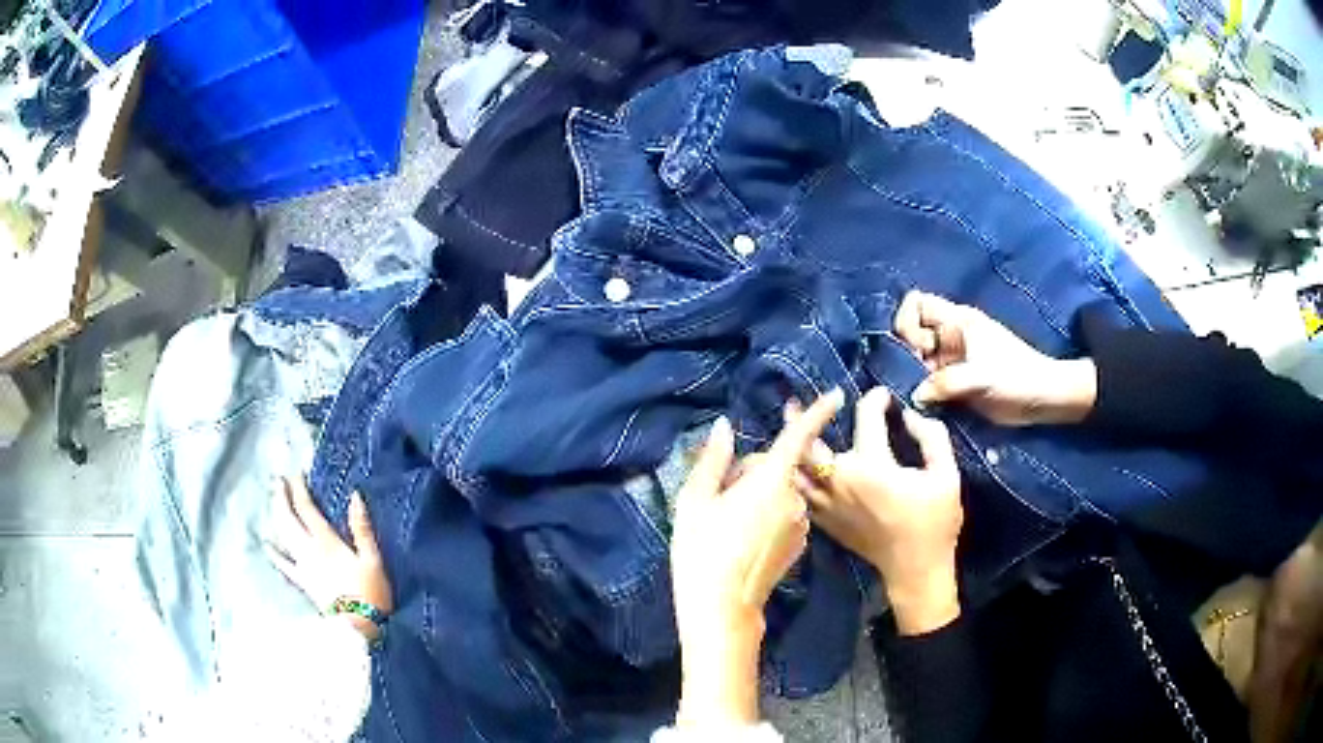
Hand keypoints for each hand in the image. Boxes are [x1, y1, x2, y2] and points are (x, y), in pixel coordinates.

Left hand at [266, 476, 392, 640]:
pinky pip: (284, 565)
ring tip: (273, 501)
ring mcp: (303, 566)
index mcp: (326, 541)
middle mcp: (309, 550)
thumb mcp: (373, 559)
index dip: (300, 489)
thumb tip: (355, 496)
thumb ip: (362, 528)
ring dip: (277, 516)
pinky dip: (274, 554)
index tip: (295, 472)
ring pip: (283, 535)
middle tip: (277, 480)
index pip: (307, 509)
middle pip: (289, 519)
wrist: (357, 626)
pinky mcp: (303, 581)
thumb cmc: (370, 593)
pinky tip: (267, 545)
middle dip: (282, 497)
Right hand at [670, 389, 844, 726]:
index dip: (818, 413)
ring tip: (730, 519)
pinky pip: (788, 516)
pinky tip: (745, 537)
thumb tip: (722, 427)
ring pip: (783, 493)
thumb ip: (713, 460)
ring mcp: (801, 525)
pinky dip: (771, 514)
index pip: (799, 438)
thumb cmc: (702, 550)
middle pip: (780, 468)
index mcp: (771, 481)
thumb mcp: (695, 501)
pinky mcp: (800, 546)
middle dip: (756, 469)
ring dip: (764, 493)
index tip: (837, 394)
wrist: (723, 608)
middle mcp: (795, 499)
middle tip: (722, 491)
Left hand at [793, 389, 962, 634]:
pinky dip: (793, 479)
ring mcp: (828, 504)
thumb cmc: (934, 523)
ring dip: (791, 449)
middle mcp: (841, 481)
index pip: (866, 417)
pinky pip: (800, 495)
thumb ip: (931, 437)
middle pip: (811, 443)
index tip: (884, 395)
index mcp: (871, 466)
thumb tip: (910, 416)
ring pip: (798, 471)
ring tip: (784, 432)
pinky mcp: (826, 521)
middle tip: (794, 403)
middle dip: (802, 419)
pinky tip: (795, 470)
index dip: (875, 400)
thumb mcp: (946, 475)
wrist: (915, 571)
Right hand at [894, 290, 1096, 426]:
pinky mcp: (956, 381)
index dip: (907, 322)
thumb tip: (913, 395)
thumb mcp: (981, 378)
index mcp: (957, 320)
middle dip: (906, 355)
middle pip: (911, 333)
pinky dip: (923, 393)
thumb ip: (945, 383)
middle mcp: (950, 335)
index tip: (917, 349)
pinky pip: (928, 381)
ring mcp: (953, 359)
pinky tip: (926, 406)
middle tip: (916, 379)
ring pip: (917, 360)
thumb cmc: (1017, 378)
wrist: (1042, 399)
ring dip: (913, 378)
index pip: (916, 303)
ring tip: (919, 398)